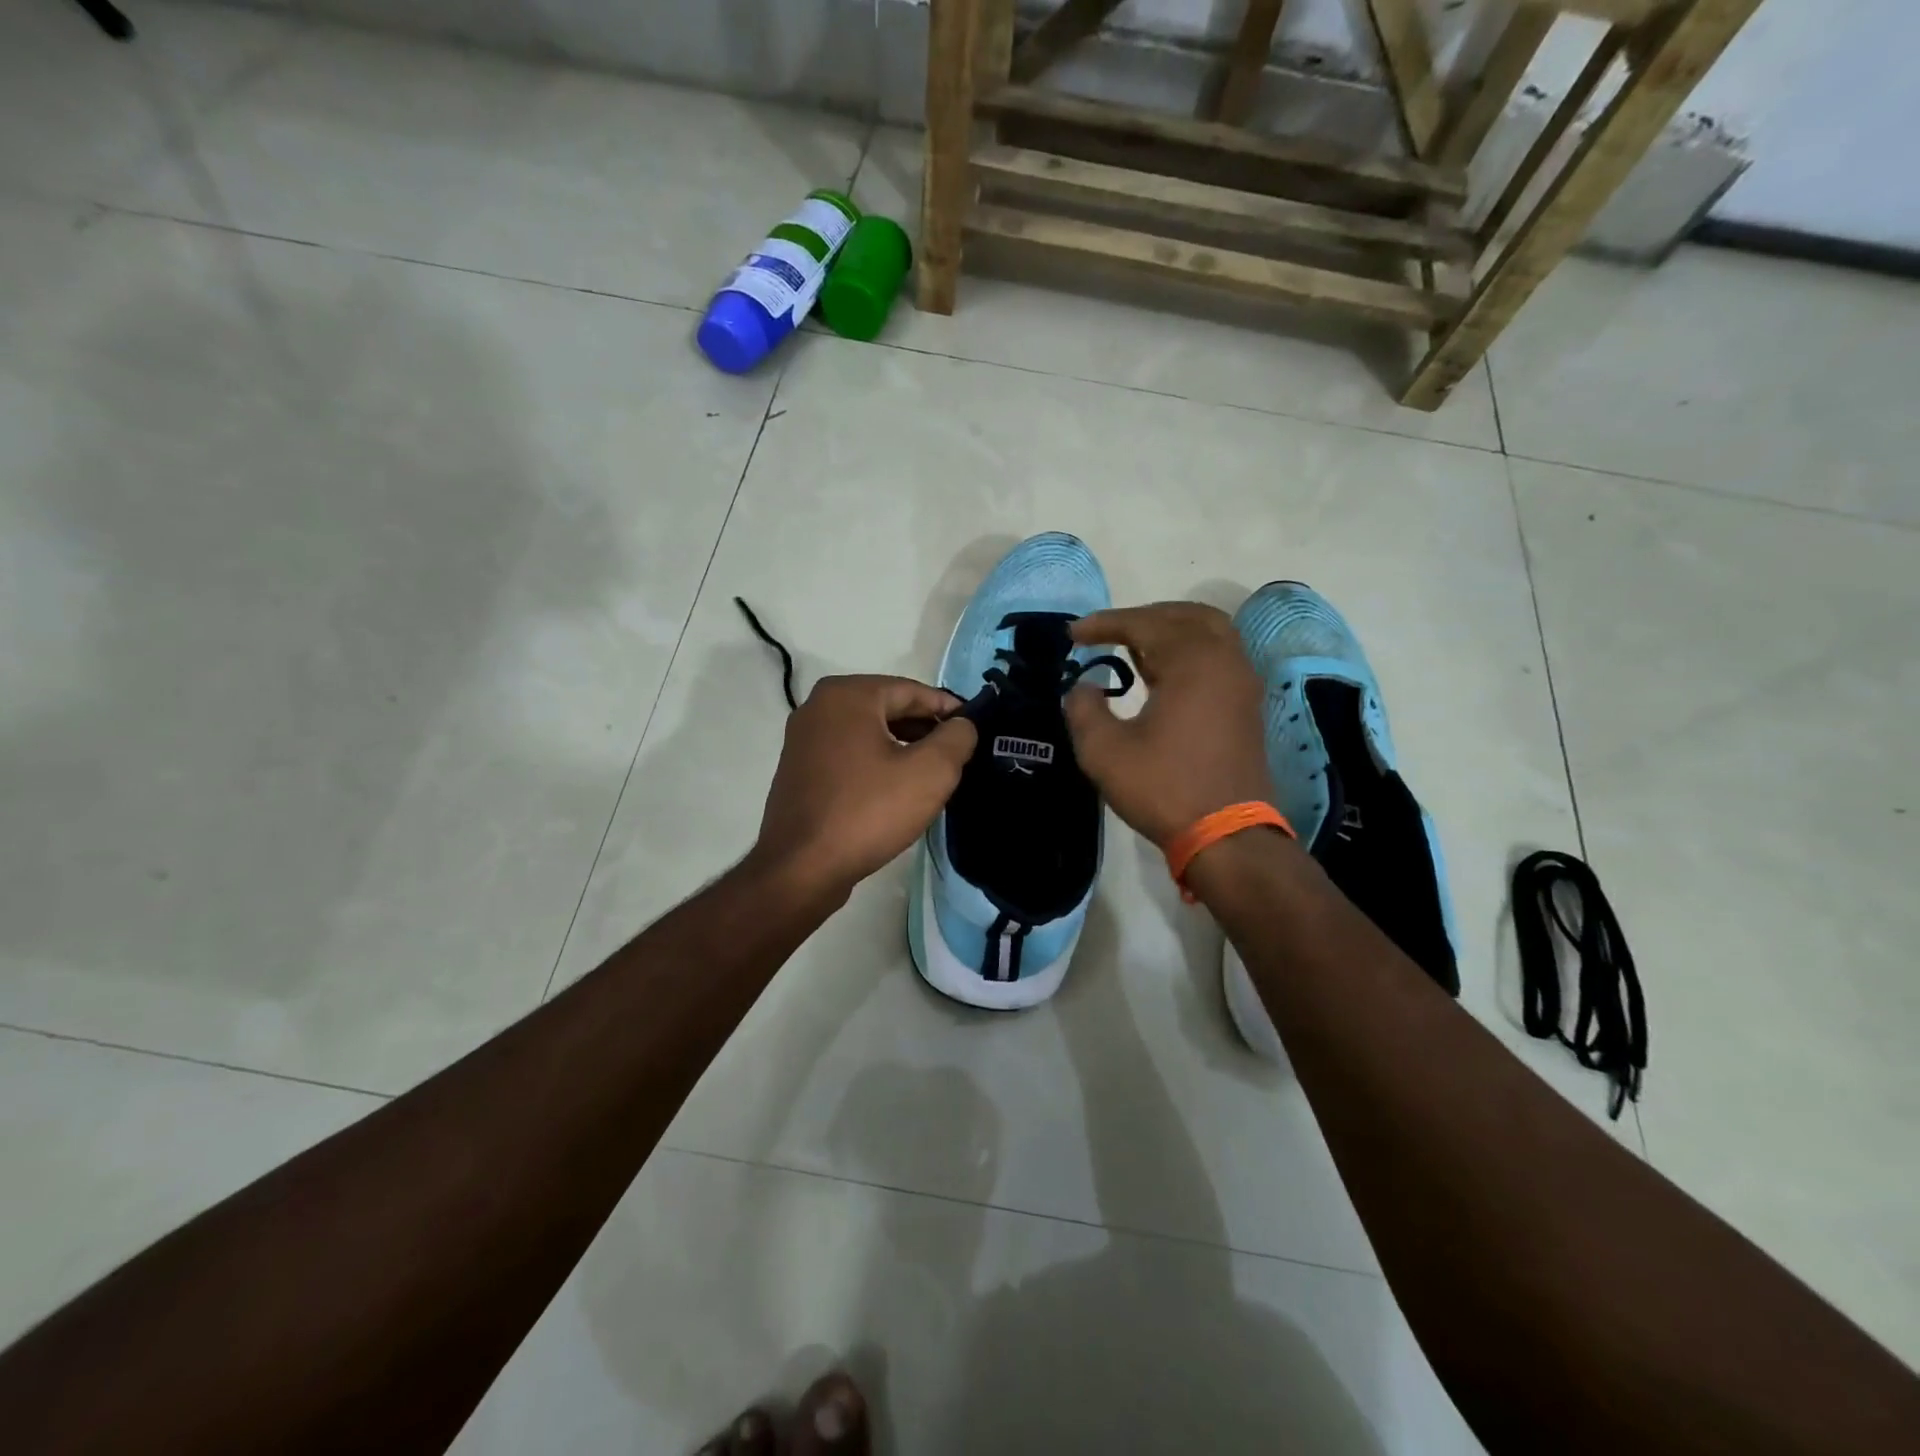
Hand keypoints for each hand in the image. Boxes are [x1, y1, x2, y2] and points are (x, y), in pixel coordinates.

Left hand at [752, 675, 976, 901]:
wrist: (801, 869)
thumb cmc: (868, 811)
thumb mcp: (930, 772)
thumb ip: (956, 738)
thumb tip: (963, 725)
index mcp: (847, 695)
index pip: (912, 690)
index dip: (949, 709)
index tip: (975, 729)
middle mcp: (819, 706)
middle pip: (888, 708)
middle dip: (925, 728)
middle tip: (958, 754)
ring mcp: (804, 739)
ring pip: (868, 732)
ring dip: (903, 747)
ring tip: (934, 773)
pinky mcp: (799, 769)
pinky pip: (849, 754)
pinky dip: (876, 762)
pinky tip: (897, 789)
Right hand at [1065, 603, 1272, 846]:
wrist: (1228, 835)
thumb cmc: (1164, 788)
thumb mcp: (1104, 752)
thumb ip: (1084, 710)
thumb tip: (1084, 687)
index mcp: (1193, 662)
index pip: (1144, 624)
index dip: (1105, 624)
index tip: (1073, 635)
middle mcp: (1225, 661)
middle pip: (1185, 616)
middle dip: (1143, 617)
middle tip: (1109, 631)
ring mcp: (1242, 682)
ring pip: (1209, 633)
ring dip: (1170, 630)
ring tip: (1134, 647)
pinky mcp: (1247, 705)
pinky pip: (1219, 657)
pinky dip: (1189, 651)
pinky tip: (1163, 674)